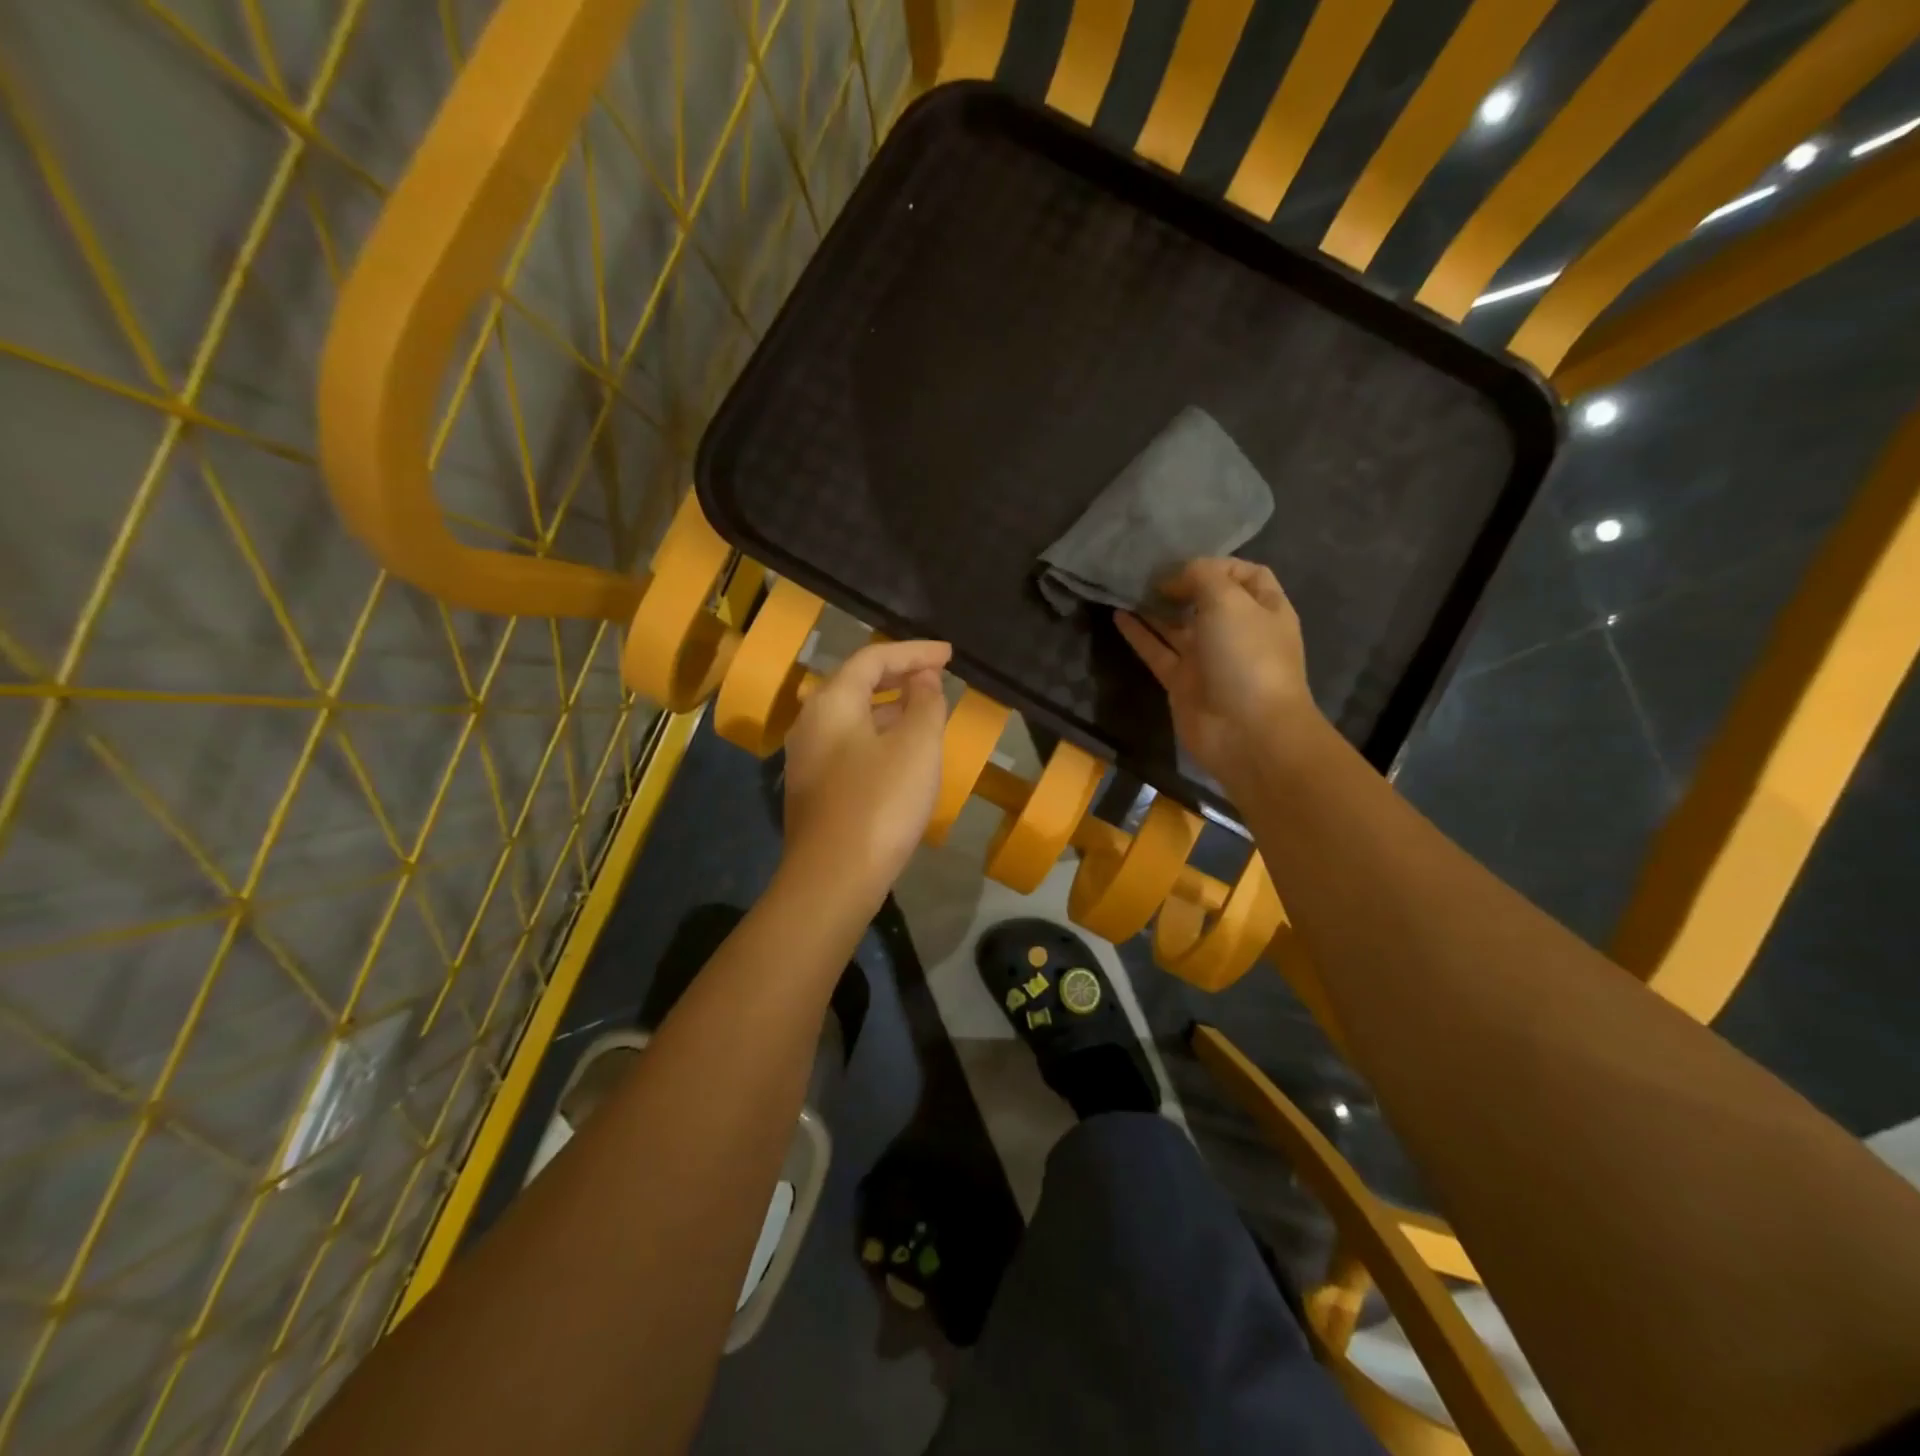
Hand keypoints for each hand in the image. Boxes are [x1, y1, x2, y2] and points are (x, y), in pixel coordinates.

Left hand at [780, 639, 951, 902]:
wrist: (833, 879)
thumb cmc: (880, 804)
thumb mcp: (916, 747)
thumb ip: (925, 704)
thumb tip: (924, 679)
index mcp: (831, 703)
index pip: (873, 658)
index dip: (914, 652)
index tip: (950, 655)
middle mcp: (810, 722)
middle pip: (857, 684)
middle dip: (900, 676)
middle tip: (938, 677)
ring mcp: (807, 758)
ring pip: (853, 717)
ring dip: (890, 708)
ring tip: (927, 711)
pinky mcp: (814, 789)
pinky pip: (850, 745)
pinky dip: (879, 736)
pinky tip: (903, 754)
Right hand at [1115, 559, 1317, 786]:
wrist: (1247, 732)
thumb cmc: (1247, 657)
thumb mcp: (1229, 601)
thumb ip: (1202, 577)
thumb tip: (1175, 578)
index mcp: (1264, 609)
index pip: (1245, 575)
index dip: (1218, 564)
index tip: (1185, 563)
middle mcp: (1237, 632)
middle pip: (1206, 600)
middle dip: (1180, 584)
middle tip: (1147, 572)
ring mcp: (1208, 659)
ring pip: (1177, 626)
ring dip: (1154, 608)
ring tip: (1126, 587)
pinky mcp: (1182, 683)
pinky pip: (1157, 651)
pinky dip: (1139, 634)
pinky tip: (1118, 615)